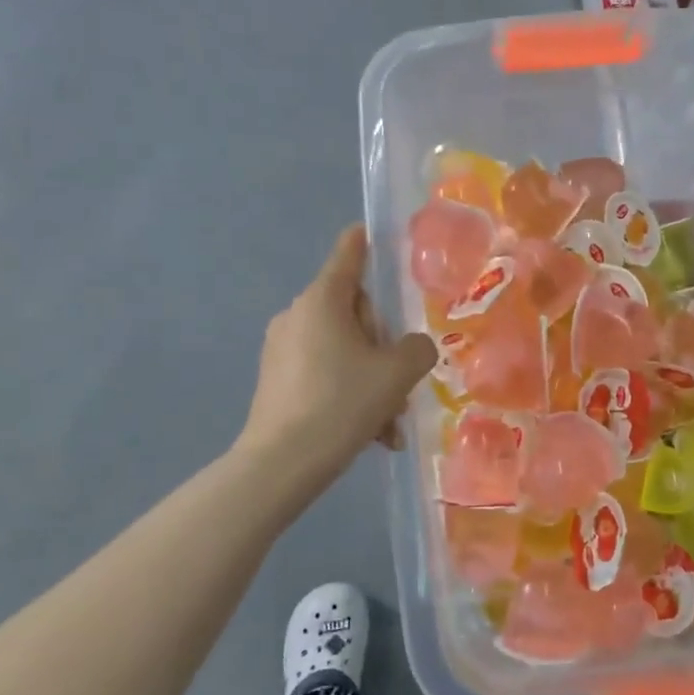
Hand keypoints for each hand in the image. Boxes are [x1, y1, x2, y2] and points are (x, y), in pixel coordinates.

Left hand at [241, 225, 436, 476]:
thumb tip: (412, 348)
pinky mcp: (276, 381)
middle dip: (383, 343)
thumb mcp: (397, 374)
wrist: (282, 463)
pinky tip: (371, 433)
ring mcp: (282, 349)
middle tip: (403, 379)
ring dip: (372, 378)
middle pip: (352, 311)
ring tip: (392, 422)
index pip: (347, 256)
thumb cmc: (342, 403)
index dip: (364, 242)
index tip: (369, 230)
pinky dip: (350, 394)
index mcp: (322, 301)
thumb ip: (417, 349)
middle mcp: (297, 316)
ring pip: (342, 350)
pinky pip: (325, 374)